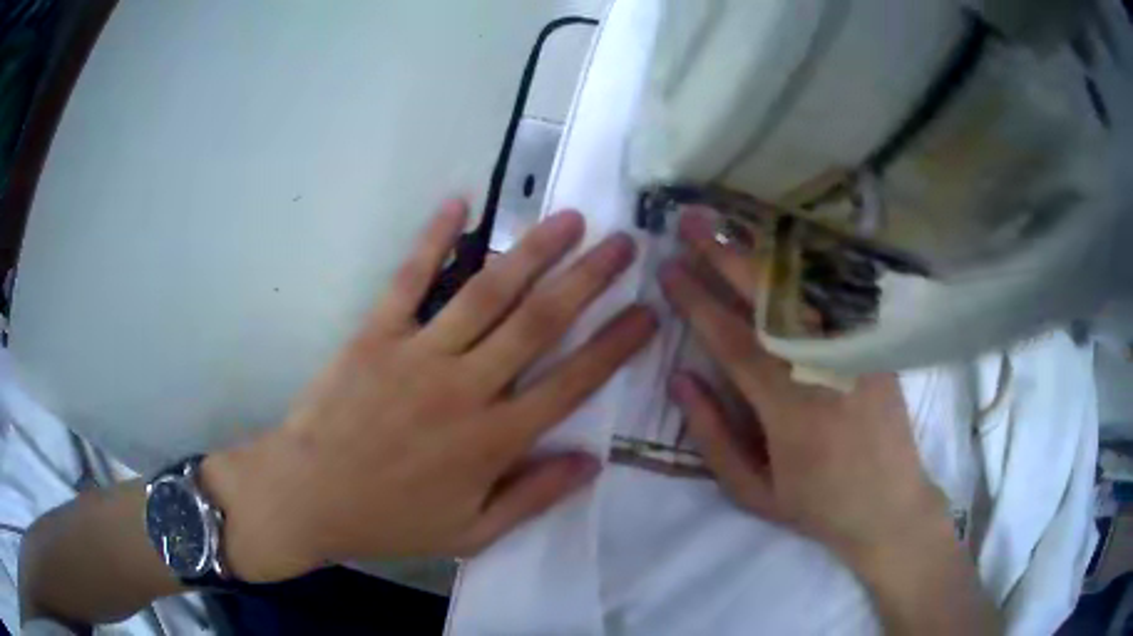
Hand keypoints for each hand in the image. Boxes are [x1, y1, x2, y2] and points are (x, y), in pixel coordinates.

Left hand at [204, 199, 656, 581]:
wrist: (308, 496)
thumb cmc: (390, 520)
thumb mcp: (472, 533)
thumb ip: (533, 497)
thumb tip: (593, 462)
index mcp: (493, 440)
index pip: (572, 383)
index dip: (616, 345)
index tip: (648, 312)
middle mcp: (466, 387)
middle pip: (540, 322)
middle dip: (589, 279)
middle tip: (624, 244)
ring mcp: (418, 353)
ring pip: (488, 292)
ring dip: (533, 251)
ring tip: (569, 219)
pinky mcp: (376, 333)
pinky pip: (410, 277)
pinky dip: (434, 237)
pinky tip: (459, 202)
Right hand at [661, 211, 950, 570]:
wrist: (889, 506)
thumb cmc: (817, 505)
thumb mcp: (753, 492)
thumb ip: (713, 436)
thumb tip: (680, 377)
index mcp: (791, 411)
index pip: (735, 341)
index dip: (698, 301)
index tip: (669, 269)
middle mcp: (827, 370)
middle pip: (771, 300)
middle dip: (726, 255)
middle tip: (691, 222)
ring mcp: (858, 352)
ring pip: (807, 289)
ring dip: (764, 251)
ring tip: (729, 222)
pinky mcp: (876, 346)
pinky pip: (838, 297)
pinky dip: (807, 267)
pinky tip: (783, 245)